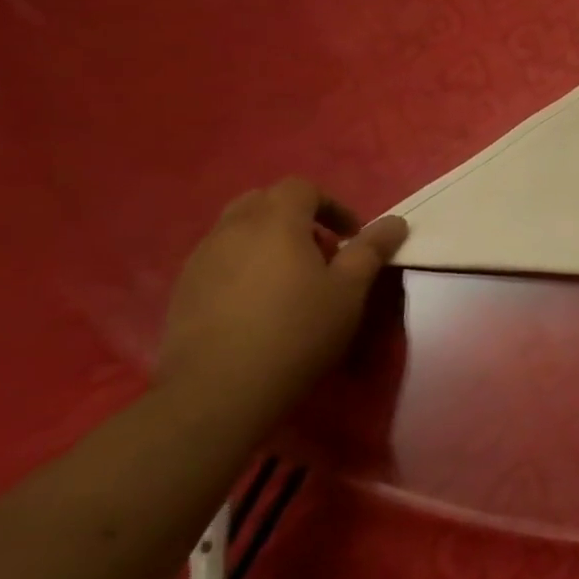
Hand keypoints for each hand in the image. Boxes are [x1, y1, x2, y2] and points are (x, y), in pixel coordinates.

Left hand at [156, 178, 409, 411]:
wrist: (219, 390)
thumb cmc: (297, 332)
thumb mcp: (349, 291)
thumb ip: (371, 250)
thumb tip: (396, 222)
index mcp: (275, 223)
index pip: (301, 188)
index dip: (331, 204)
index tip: (350, 235)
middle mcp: (232, 230)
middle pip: (263, 200)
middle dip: (295, 216)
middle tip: (320, 250)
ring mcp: (200, 259)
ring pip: (236, 229)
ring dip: (267, 239)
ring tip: (290, 278)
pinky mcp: (182, 290)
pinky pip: (218, 258)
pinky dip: (243, 264)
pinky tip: (258, 303)